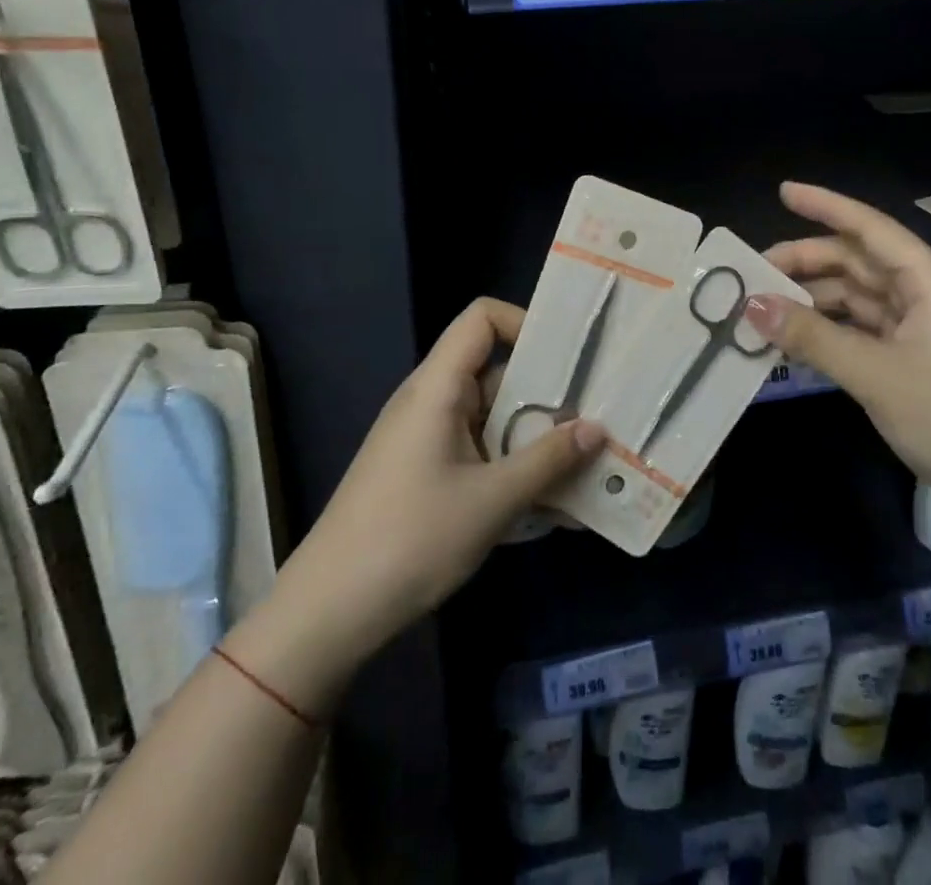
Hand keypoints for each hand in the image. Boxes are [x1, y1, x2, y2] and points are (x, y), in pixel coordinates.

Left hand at [246, 300, 603, 702]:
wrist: (330, 611)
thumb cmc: (412, 539)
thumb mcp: (492, 500)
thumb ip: (548, 461)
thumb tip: (597, 429)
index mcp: (439, 387)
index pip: (482, 319)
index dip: (526, 323)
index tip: (569, 358)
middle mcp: (434, 401)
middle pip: (498, 372)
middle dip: (550, 394)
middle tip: (600, 417)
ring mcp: (430, 439)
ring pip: (496, 419)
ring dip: (539, 440)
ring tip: (590, 466)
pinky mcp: (429, 474)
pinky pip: (483, 453)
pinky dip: (516, 469)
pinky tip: (555, 507)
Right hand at [745, 182, 930, 531]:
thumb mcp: (878, 376)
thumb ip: (813, 337)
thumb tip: (752, 304)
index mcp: (930, 282)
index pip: (870, 227)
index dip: (825, 206)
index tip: (782, 192)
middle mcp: (926, 297)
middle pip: (858, 263)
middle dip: (807, 262)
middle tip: (753, 274)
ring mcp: (921, 332)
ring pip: (857, 299)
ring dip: (813, 300)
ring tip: (764, 309)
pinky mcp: (915, 365)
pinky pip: (861, 333)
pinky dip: (828, 333)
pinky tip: (794, 342)